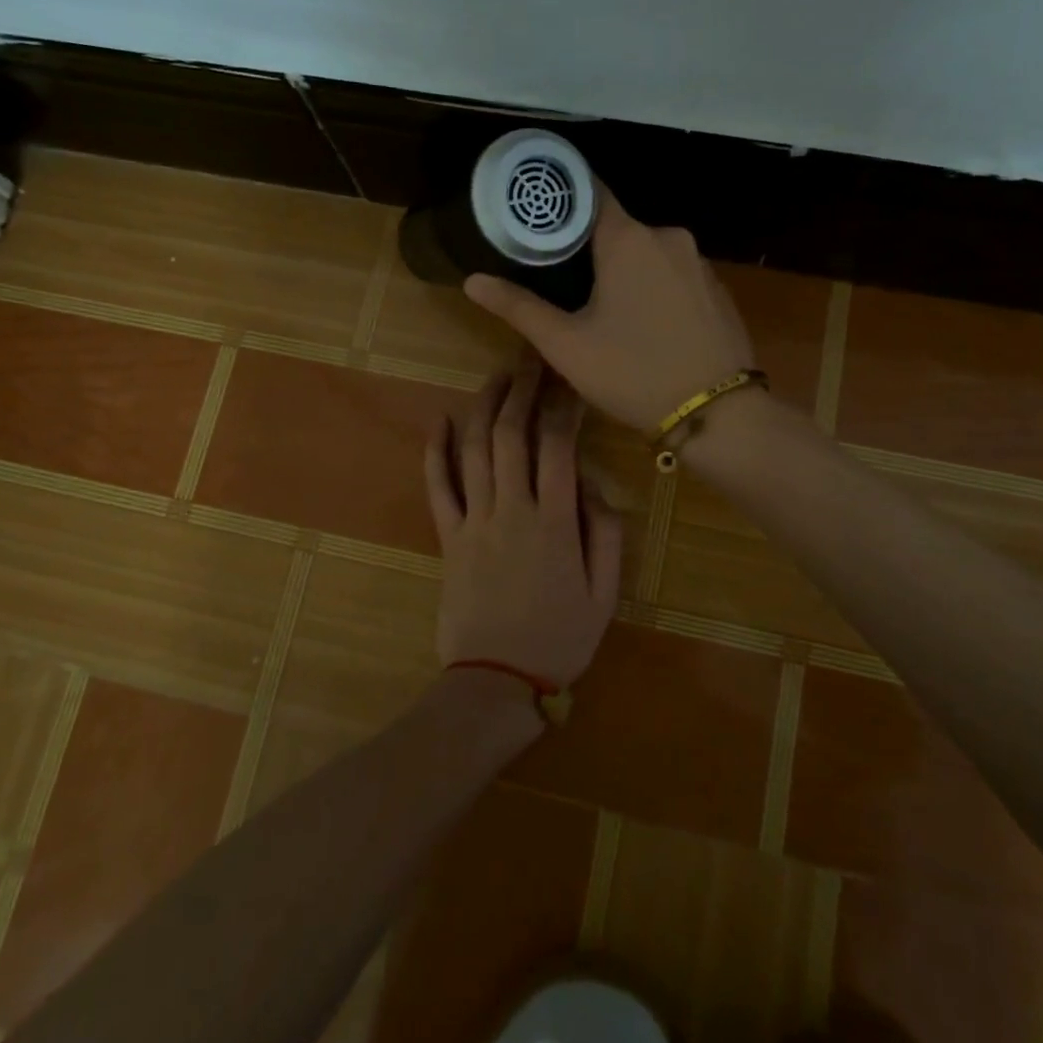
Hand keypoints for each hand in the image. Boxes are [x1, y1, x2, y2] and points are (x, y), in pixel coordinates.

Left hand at [424, 354, 622, 688]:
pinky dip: (435, 450)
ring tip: (497, 376)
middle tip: (531, 360)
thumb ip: (606, 534)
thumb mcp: (605, 594)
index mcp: (555, 522)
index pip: (558, 447)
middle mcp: (512, 510)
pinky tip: (439, 419)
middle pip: (512, 435)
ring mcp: (474, 520)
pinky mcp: (448, 537)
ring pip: (475, 450)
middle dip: (522, 390)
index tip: (570, 381)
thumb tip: (593, 485)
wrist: (496, 681)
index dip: (564, 407)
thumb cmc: (559, 638)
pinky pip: (438, 486)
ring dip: (485, 406)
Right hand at [463, 185, 755, 429]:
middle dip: (588, 246)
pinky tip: (644, 322)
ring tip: (599, 305)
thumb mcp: (566, 345)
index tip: (536, 212)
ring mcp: (699, 262)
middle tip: (558, 277)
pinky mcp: (718, 289)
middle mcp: (668, 236)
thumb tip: (472, 280)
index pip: (589, 192)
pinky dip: (653, 286)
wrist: (718, 415)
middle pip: (616, 227)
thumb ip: (518, 307)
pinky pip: (674, 273)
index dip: (560, 198)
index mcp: (628, 239)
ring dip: (623, 269)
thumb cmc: (633, 372)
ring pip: (647, 252)